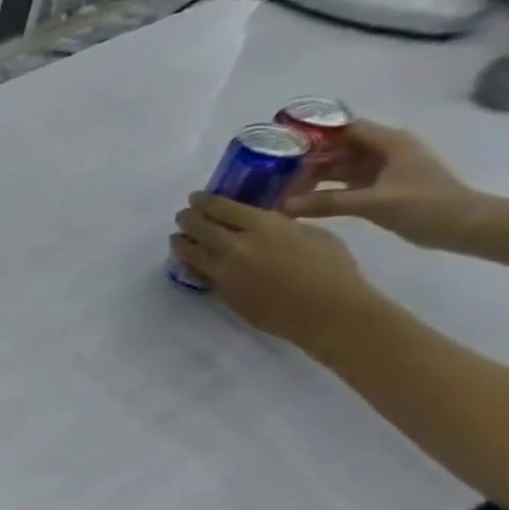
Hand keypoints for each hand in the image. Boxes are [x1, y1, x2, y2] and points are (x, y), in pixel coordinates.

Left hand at [171, 194, 385, 352]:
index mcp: (263, 226)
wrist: (324, 311)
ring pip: (190, 253)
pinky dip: (189, 264)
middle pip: (200, 228)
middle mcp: (236, 247)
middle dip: (188, 219)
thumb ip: (279, 225)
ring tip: (177, 237)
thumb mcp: (311, 233)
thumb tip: (260, 223)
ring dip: (181, 242)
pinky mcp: (220, 292)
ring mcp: (223, 272)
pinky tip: (187, 260)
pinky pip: (197, 274)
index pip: (222, 208)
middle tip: (183, 215)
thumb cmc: (331, 268)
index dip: (205, 201)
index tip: (195, 198)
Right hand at [284, 119, 481, 248]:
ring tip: (278, 188)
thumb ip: (326, 203)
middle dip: (307, 159)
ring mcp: (381, 172)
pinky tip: (299, 202)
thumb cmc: (425, 205)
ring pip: (338, 168)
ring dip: (312, 177)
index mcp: (389, 143)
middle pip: (338, 149)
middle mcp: (383, 152)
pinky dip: (322, 192)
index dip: (315, 133)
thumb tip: (281, 207)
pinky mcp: (377, 190)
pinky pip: (342, 186)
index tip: (281, 144)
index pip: (345, 128)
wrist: (462, 226)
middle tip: (271, 173)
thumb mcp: (372, 202)